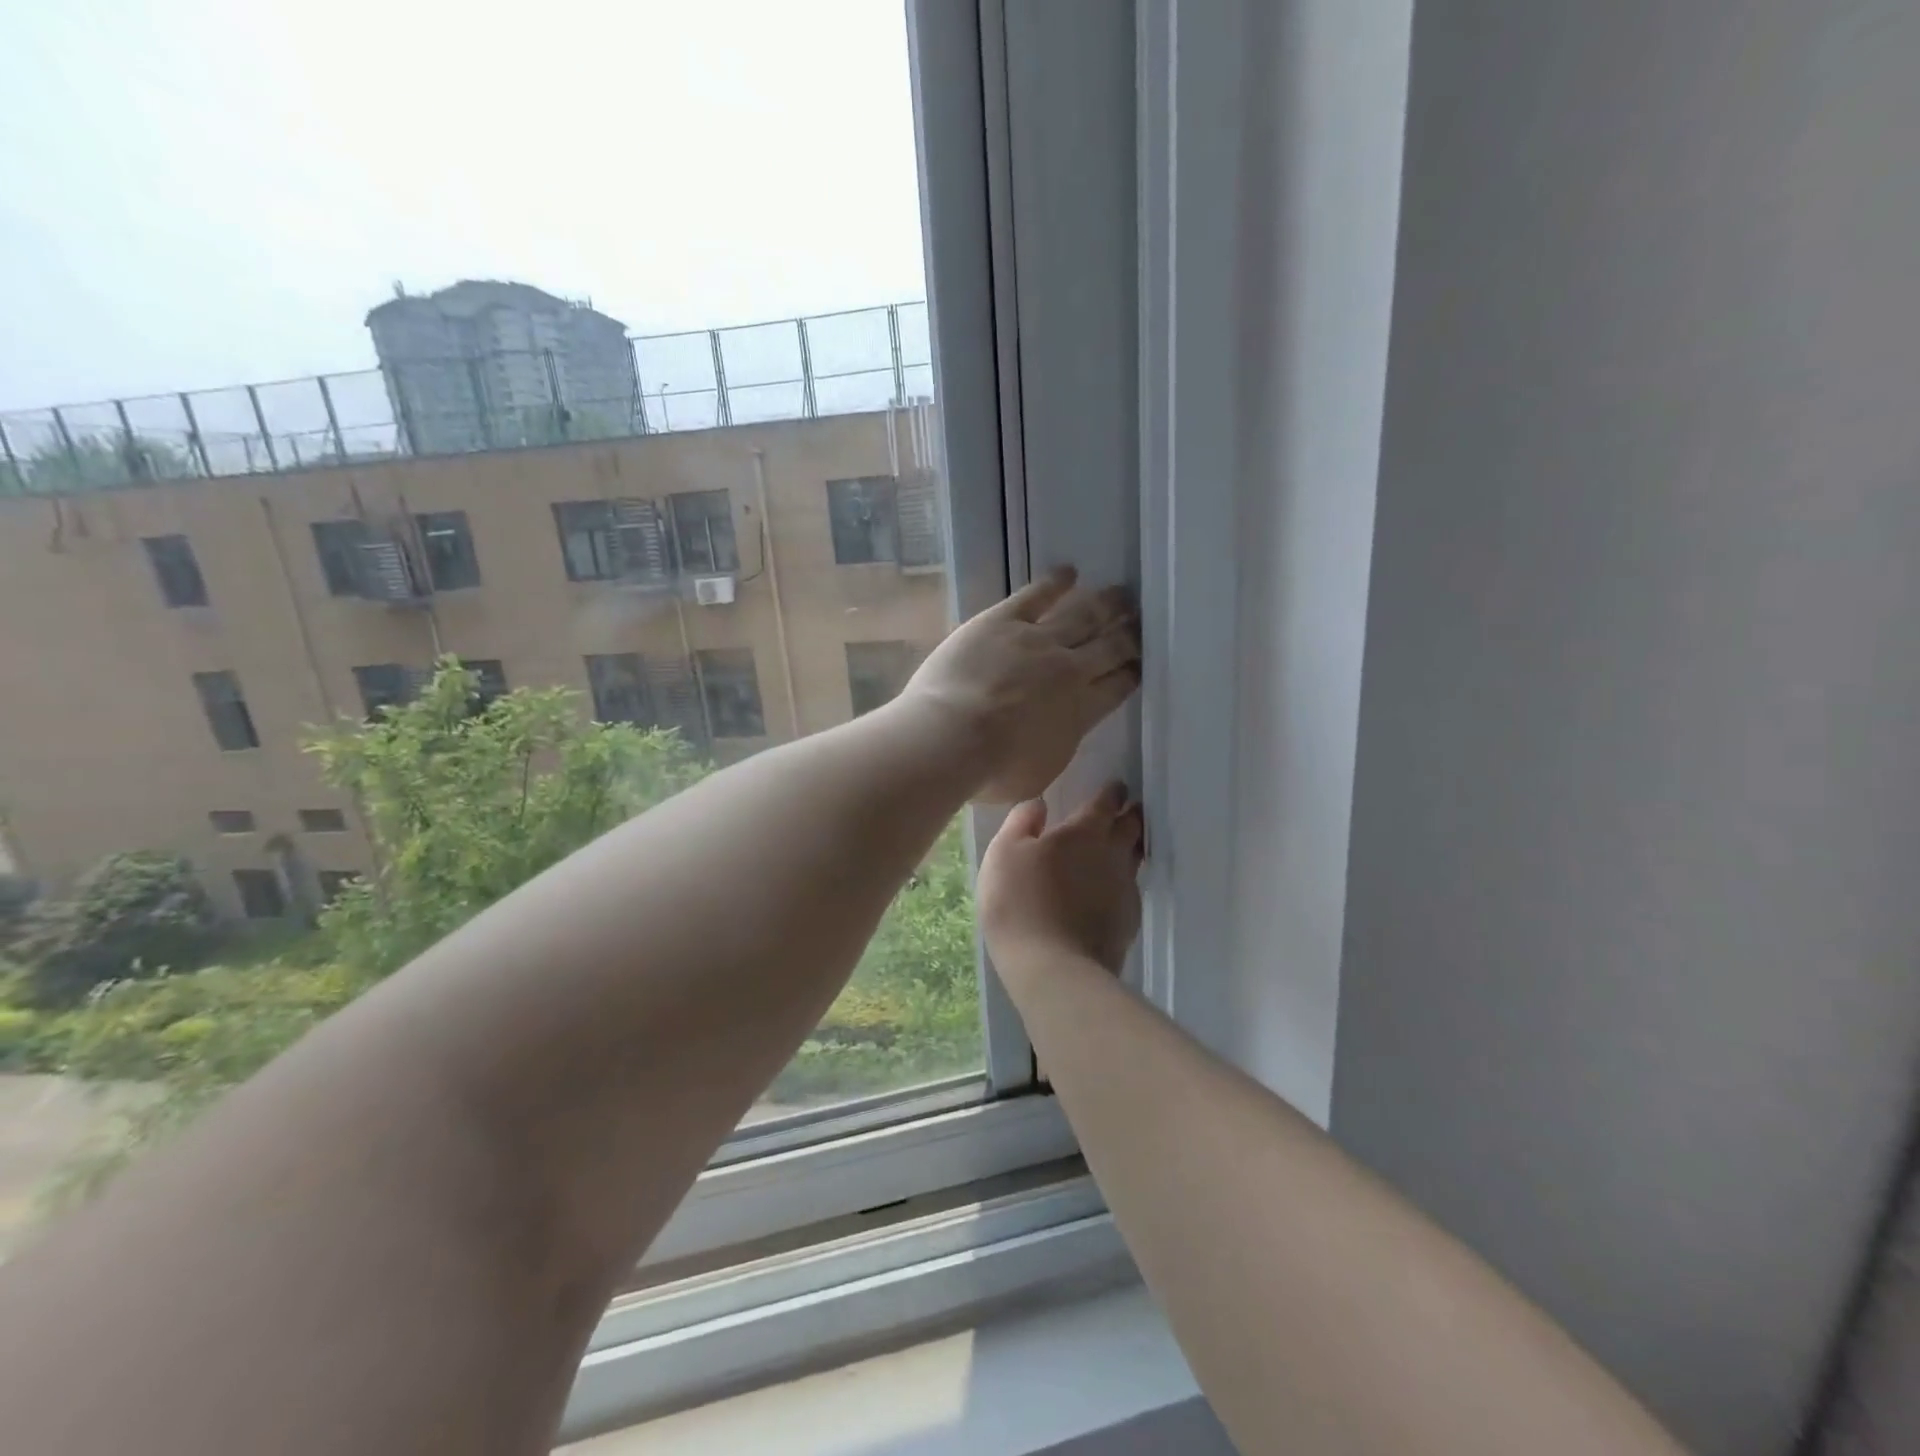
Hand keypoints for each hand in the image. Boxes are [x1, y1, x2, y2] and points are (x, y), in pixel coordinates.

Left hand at [902, 566, 1139, 803]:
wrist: (951, 738)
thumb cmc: (991, 771)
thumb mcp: (1038, 773)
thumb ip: (1056, 745)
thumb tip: (1059, 732)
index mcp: (1080, 712)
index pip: (1117, 686)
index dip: (1132, 672)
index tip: (1142, 662)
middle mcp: (1068, 670)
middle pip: (1109, 646)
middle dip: (1129, 634)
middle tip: (1141, 622)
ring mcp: (1037, 641)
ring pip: (1082, 615)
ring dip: (1105, 604)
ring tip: (1122, 594)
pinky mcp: (1003, 621)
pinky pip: (1036, 595)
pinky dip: (1055, 582)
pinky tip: (1069, 572)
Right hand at [979, 782, 1144, 976]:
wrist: (1052, 967)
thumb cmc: (1020, 901)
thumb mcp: (1004, 852)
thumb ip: (1022, 821)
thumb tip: (1040, 803)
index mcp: (1084, 832)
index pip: (1105, 802)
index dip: (1111, 792)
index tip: (1116, 787)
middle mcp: (1113, 855)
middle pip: (1131, 828)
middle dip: (1131, 815)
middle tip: (1128, 810)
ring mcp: (1125, 890)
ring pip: (1135, 859)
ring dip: (1131, 848)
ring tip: (1124, 845)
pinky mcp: (1129, 922)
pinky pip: (1130, 892)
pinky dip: (1122, 885)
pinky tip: (1110, 893)